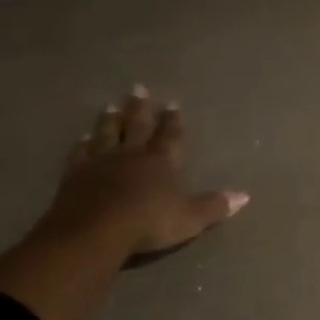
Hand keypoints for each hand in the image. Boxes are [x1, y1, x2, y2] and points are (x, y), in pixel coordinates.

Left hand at [33, 88, 248, 256]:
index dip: (173, 121)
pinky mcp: (75, 174)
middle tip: (138, 88)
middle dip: (140, 108)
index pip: (170, 136)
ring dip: (110, 119)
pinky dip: (81, 144)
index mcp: (161, 162)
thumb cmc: (149, 223)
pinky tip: (81, 138)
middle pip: (137, 126)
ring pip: (107, 134)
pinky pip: (80, 154)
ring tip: (110, 105)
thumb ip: (215, 206)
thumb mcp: (190, 218)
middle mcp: (131, 155)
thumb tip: (245, 196)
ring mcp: (100, 162)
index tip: (173, 104)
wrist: (95, 231)